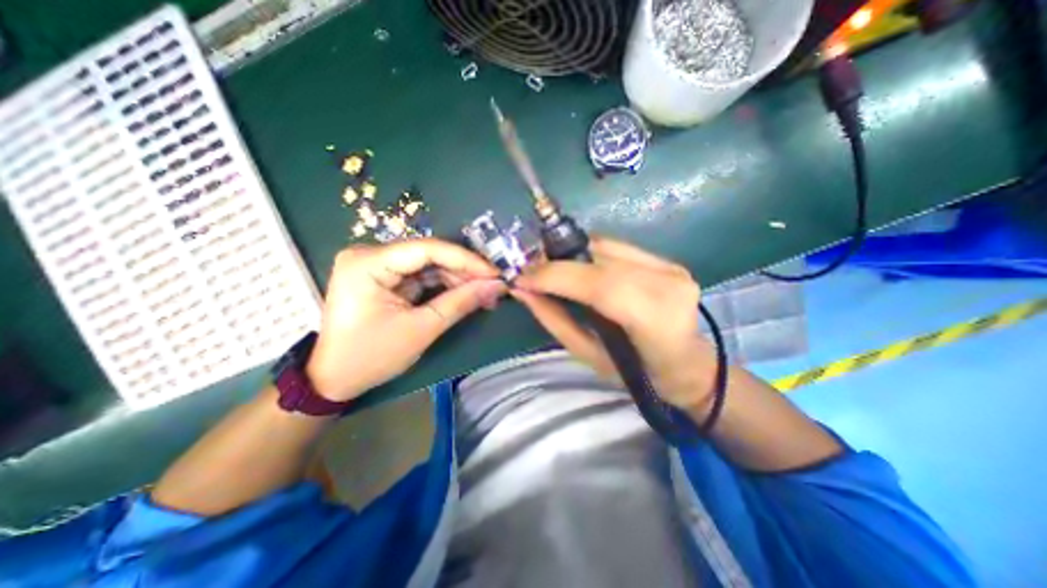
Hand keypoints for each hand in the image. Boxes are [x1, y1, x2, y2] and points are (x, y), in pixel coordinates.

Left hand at [305, 236, 504, 398]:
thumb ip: (461, 303)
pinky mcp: (384, 277)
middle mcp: (370, 255)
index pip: (427, 249)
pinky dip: (444, 286)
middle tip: (493, 287)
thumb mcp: (421, 330)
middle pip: (429, 255)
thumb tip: (496, 286)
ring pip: (429, 265)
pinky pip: (421, 276)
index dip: (466, 260)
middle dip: (464, 272)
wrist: (334, 379)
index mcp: (368, 263)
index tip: (494, 273)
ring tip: (484, 295)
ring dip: (457, 280)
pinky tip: (465, 295)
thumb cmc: (371, 357)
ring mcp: (376, 265)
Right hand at [512, 237, 715, 409]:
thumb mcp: (588, 356)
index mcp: (655, 320)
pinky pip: (616, 247)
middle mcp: (668, 285)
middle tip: (530, 272)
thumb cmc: (637, 374)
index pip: (599, 285)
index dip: (555, 276)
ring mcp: (671, 268)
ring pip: (606, 246)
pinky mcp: (667, 260)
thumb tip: (521, 290)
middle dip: (557, 262)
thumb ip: (554, 320)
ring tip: (549, 269)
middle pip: (600, 259)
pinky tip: (576, 266)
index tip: (521, 278)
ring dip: (570, 254)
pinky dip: (588, 253)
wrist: (687, 364)